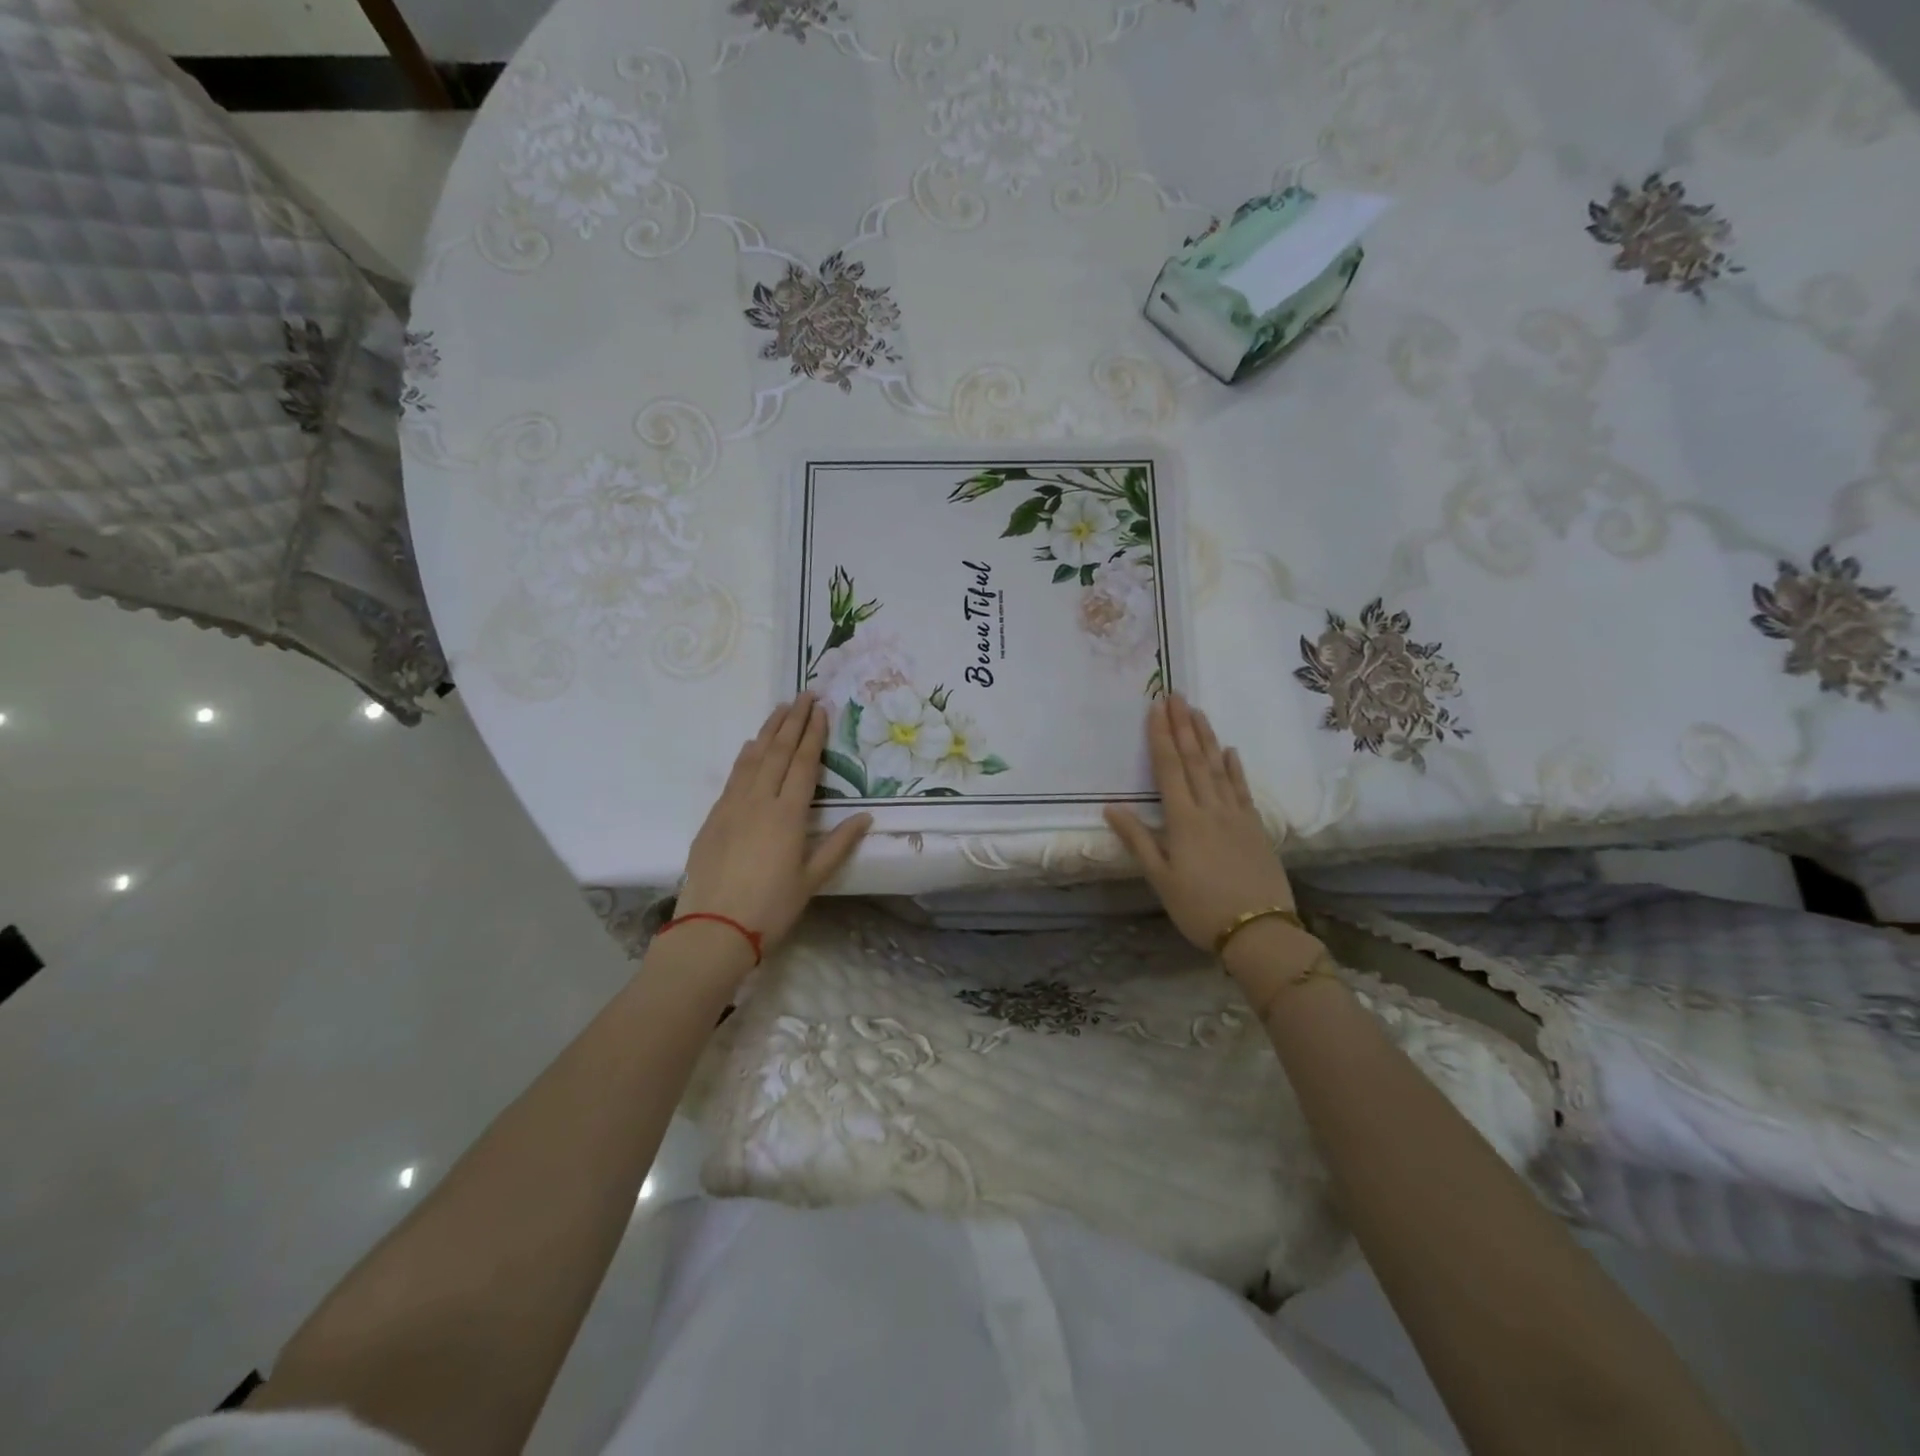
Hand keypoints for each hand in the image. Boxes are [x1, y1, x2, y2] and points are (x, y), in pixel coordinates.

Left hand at [675, 693, 870, 955]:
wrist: (712, 929)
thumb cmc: (770, 908)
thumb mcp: (812, 879)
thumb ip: (839, 845)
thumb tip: (866, 817)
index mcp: (788, 815)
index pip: (803, 764)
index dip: (813, 734)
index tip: (821, 708)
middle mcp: (759, 801)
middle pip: (778, 752)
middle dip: (793, 721)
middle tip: (804, 694)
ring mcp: (732, 806)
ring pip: (752, 758)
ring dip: (768, 731)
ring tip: (780, 709)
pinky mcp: (713, 817)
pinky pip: (734, 775)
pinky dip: (746, 755)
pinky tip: (751, 746)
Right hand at [1105, 694, 1293, 952]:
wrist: (1259, 931)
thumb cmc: (1200, 908)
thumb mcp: (1161, 879)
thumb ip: (1138, 840)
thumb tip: (1111, 807)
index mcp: (1183, 820)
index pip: (1169, 768)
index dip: (1160, 737)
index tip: (1156, 708)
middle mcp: (1210, 809)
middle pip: (1195, 759)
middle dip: (1183, 726)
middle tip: (1176, 695)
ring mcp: (1236, 815)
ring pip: (1219, 768)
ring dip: (1207, 737)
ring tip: (1198, 712)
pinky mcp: (1255, 827)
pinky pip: (1242, 789)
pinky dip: (1235, 768)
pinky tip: (1230, 751)